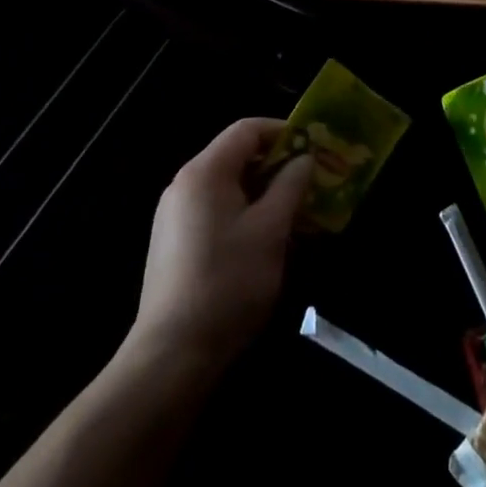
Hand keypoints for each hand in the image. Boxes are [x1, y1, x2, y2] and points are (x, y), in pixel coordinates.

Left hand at [130, 118, 311, 369]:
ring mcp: (175, 216)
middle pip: (236, 156)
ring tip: (297, 212)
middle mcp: (185, 185)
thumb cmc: (228, 282)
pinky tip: (268, 240)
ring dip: (264, 192)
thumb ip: (290, 186)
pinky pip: (216, 211)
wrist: (172, 356)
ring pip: (228, 186)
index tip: (314, 146)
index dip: (283, 131)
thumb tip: (304, 159)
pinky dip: (245, 213)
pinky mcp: (174, 244)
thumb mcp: (270, 230)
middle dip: (277, 164)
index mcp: (205, 172)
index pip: (247, 130)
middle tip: (311, 180)